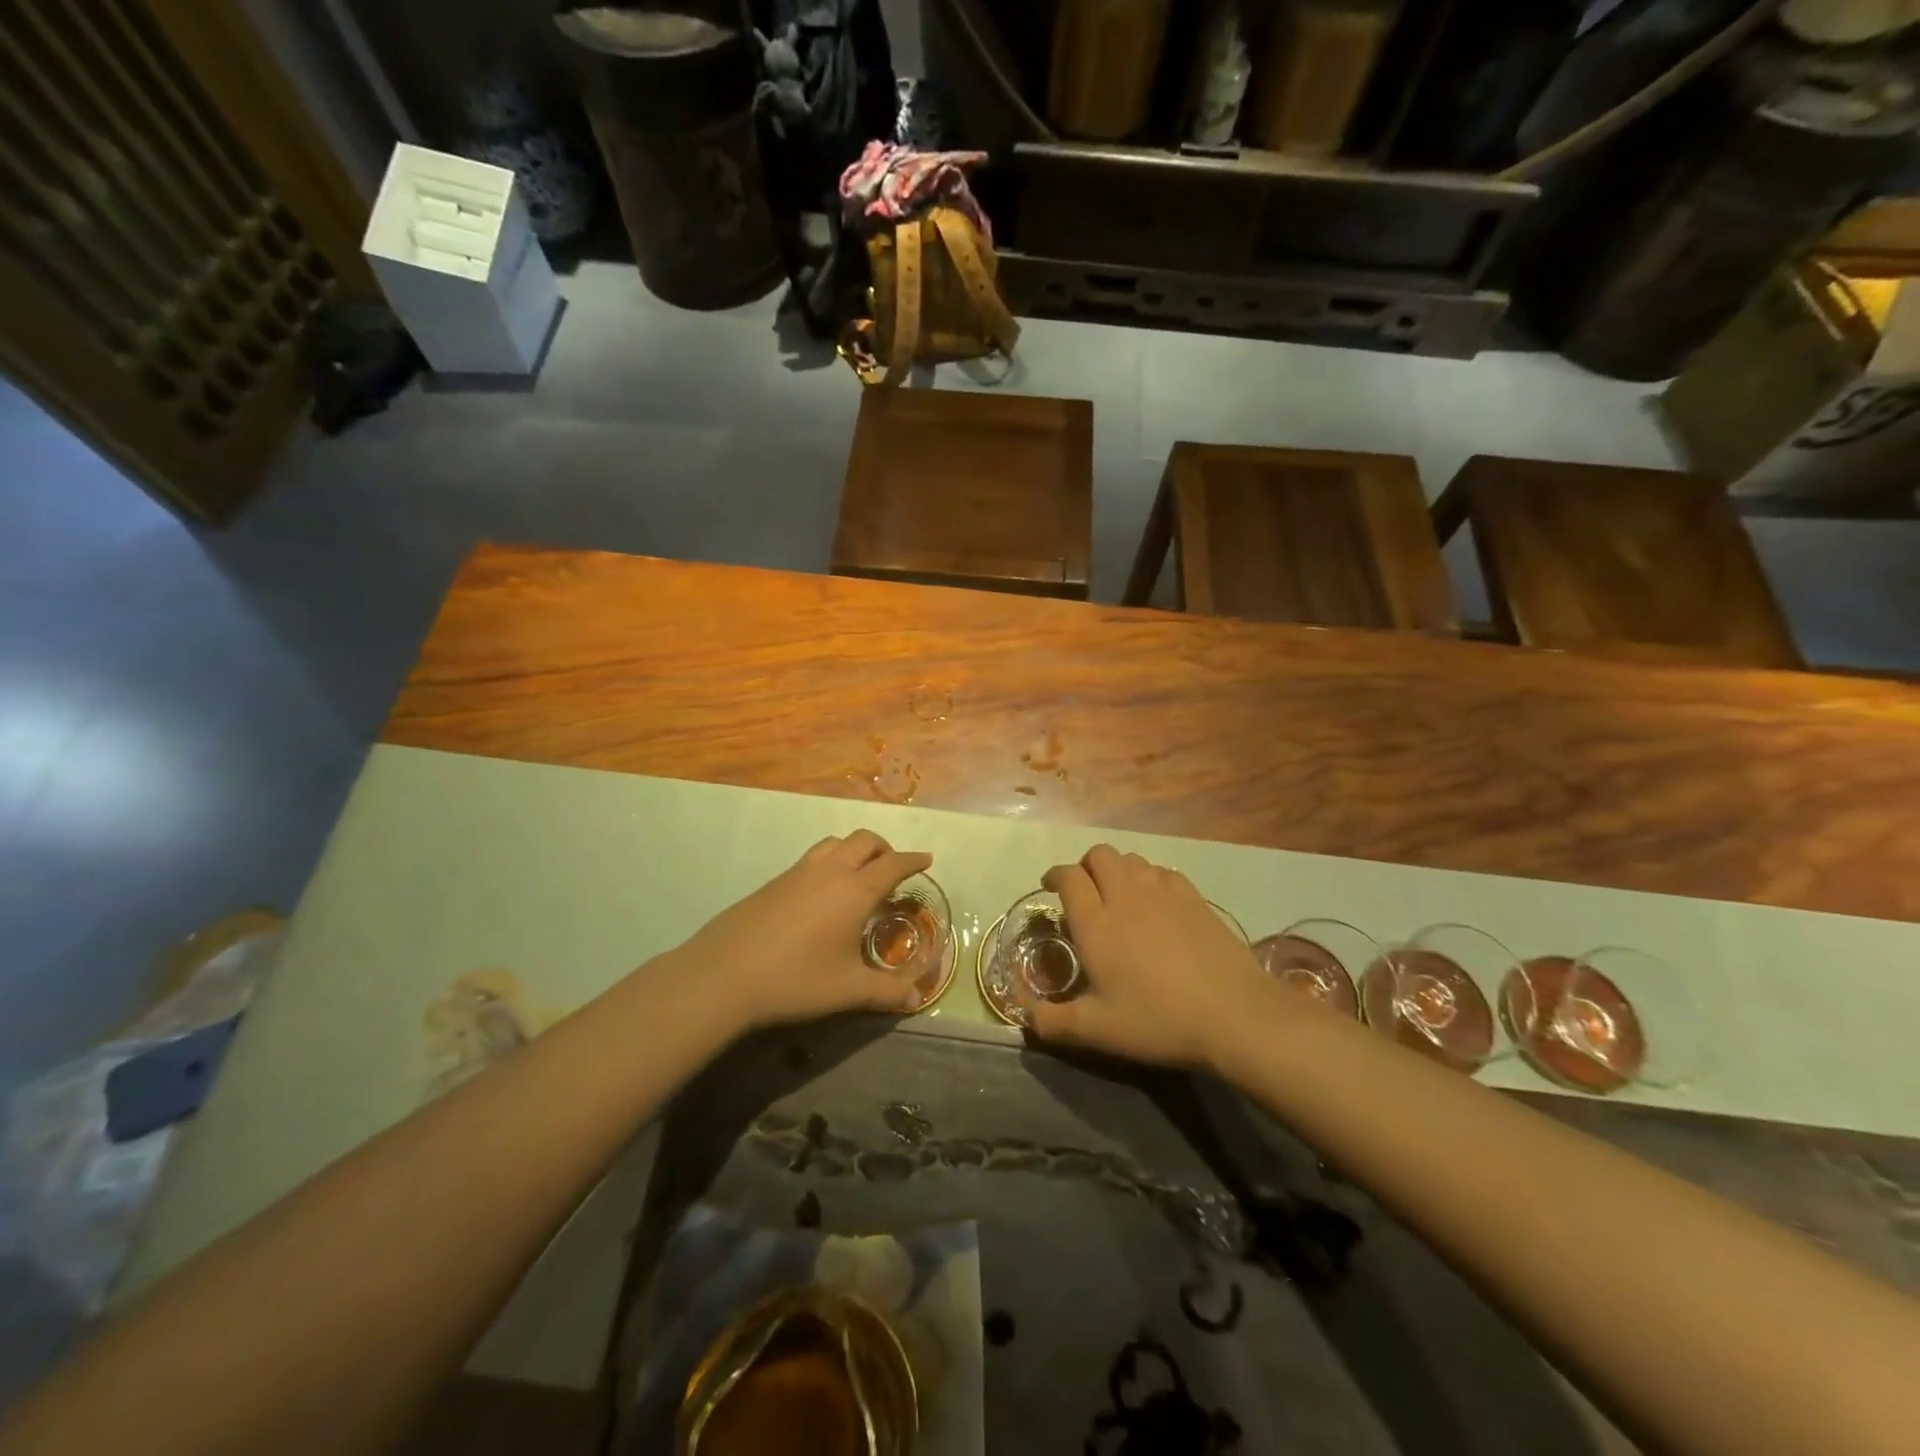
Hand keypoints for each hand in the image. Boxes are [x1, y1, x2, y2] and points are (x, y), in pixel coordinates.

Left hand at [671, 830, 932, 1034]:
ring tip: (859, 875)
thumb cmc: (796, 980)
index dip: (913, 860)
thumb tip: (915, 997)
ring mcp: (798, 872)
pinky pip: (812, 857)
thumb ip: (886, 992)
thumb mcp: (848, 991)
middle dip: (885, 849)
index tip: (926, 859)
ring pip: (835, 842)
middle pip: (865, 840)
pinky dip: (830, 861)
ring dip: (855, 850)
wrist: (724, 975)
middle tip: (893, 870)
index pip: (893, 863)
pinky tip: (822, 894)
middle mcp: (830, 871)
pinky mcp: (774, 881)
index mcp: (856, 890)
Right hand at [1020, 845, 1265, 1070]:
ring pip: (1131, 858)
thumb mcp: (1098, 1031)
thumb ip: (1052, 1021)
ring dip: (1117, 869)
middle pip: (1099, 855)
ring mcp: (1162, 891)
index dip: (1055, 876)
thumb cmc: (1158, 1021)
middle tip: (1085, 892)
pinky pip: (1161, 870)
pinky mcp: (1193, 896)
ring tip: (1118, 896)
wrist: (1234, 1014)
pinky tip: (1155, 903)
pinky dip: (1149, 878)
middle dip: (1086, 866)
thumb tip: (1023, 1015)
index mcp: (1096, 922)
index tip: (1051, 888)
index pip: (1068, 876)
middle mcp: (1125, 895)